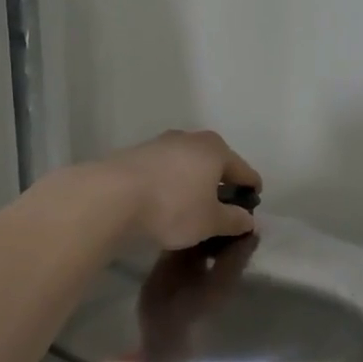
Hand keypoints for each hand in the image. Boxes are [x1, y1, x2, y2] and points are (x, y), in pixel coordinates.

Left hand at [94, 130, 262, 249]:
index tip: (251, 209)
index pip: (244, 171)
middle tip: (221, 210)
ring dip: (193, 184)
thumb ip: (233, 221)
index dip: (251, 190)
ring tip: (191, 209)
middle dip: (220, 185)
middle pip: (214, 163)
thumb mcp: (210, 222)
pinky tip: (164, 204)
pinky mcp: (135, 155)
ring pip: (187, 165)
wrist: (111, 198)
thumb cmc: (173, 207)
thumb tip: (248, 220)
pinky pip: (164, 171)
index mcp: (216, 149)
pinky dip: (170, 185)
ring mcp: (159, 144)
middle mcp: (189, 139)